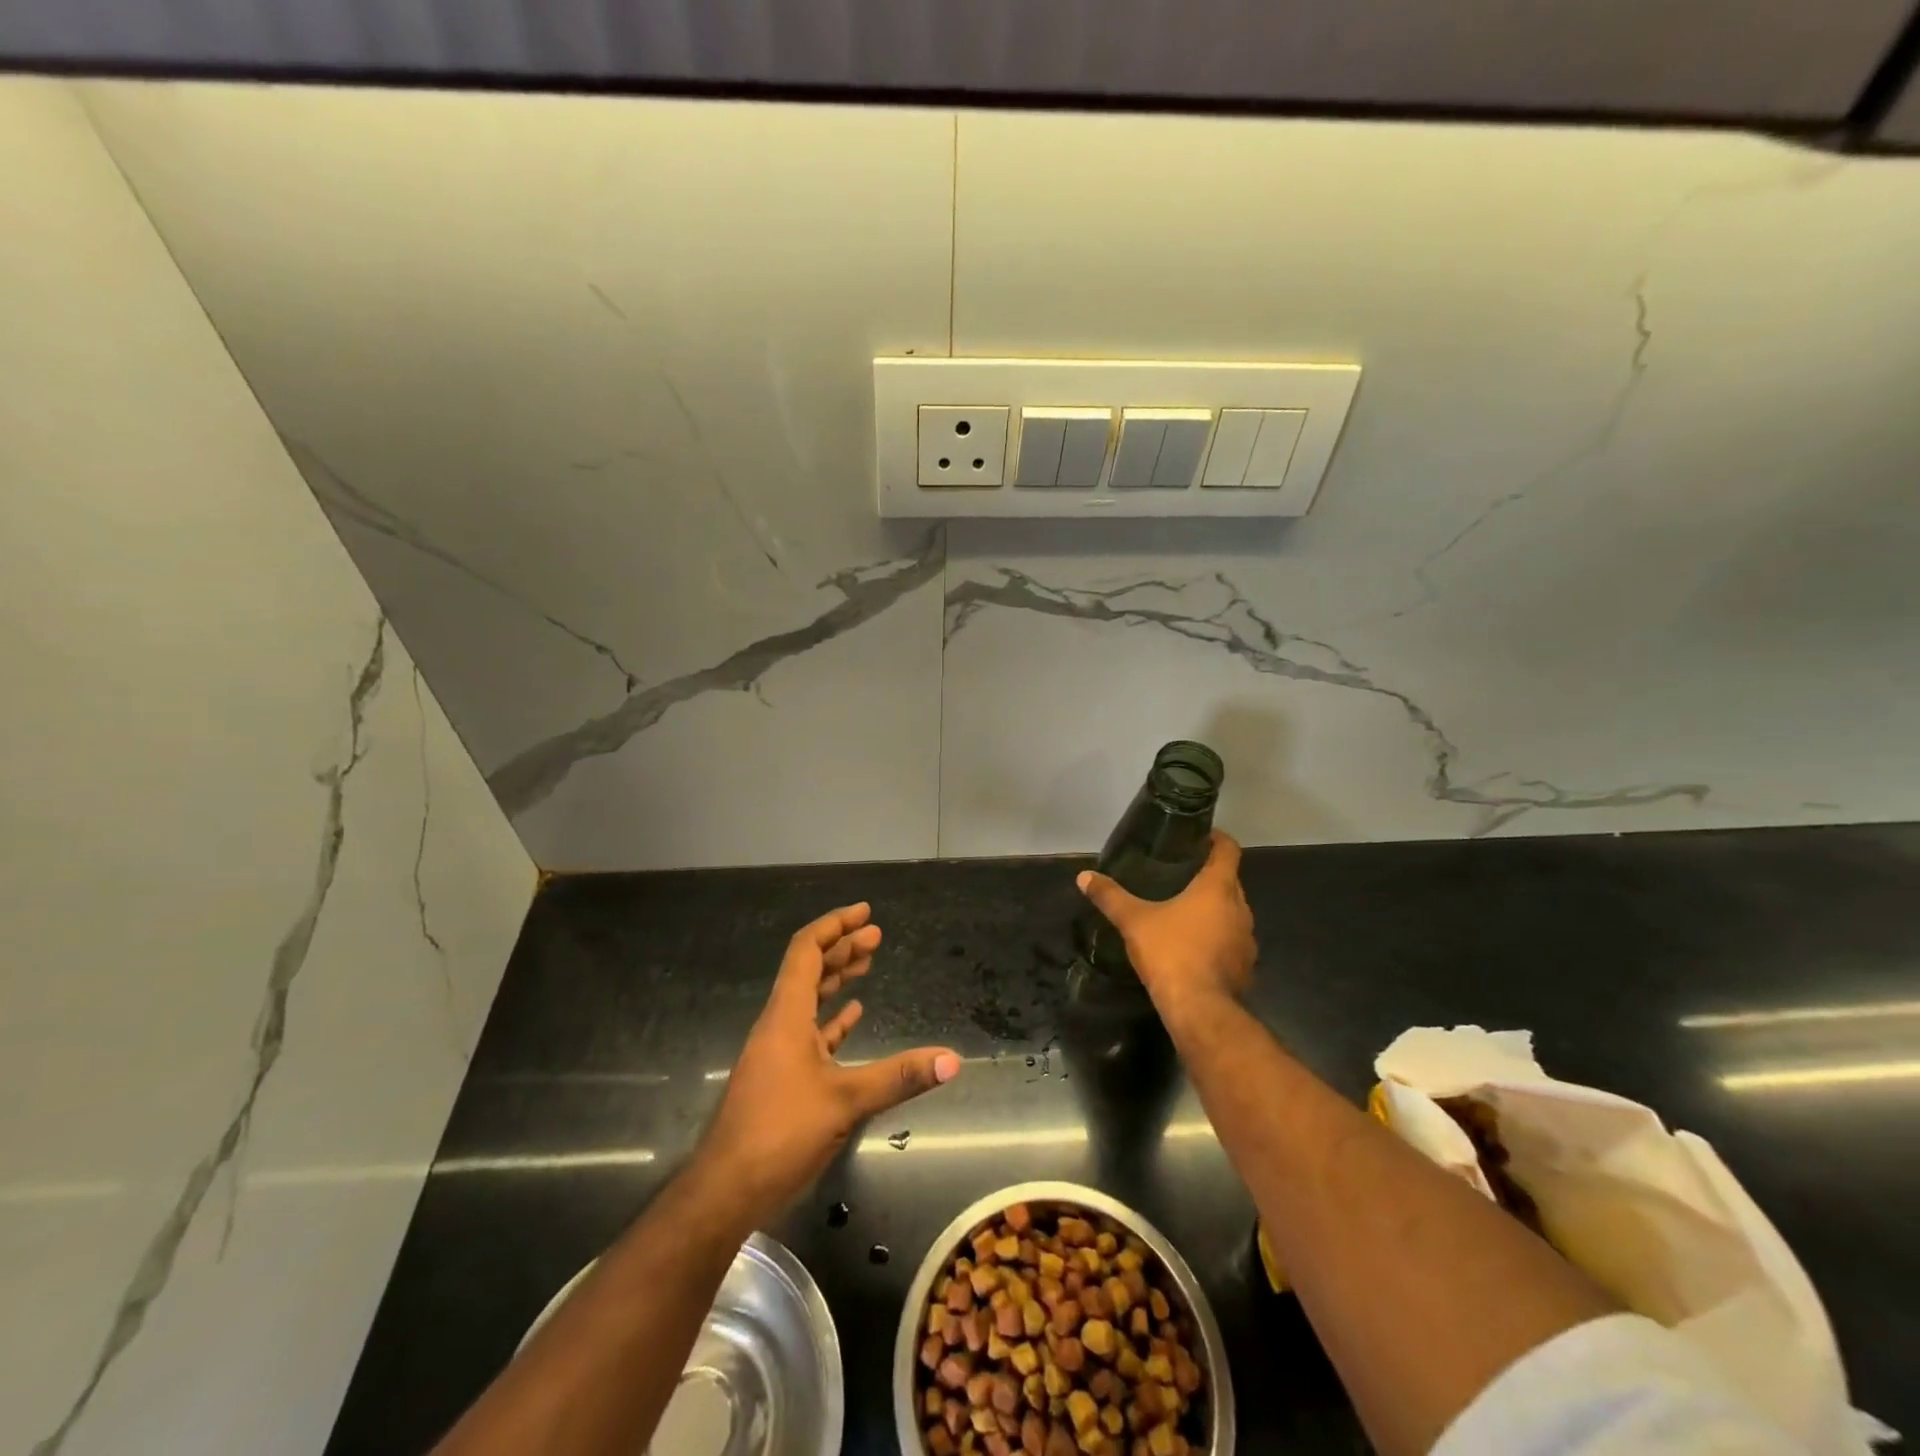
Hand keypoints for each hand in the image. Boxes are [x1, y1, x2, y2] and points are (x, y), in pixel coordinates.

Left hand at [700, 902, 959, 1221]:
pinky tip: (852, 1015)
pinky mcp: (780, 1077)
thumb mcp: (845, 1102)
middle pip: (809, 970)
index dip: (835, 926)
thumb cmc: (779, 1133)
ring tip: (868, 963)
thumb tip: (952, 1060)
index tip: (864, 912)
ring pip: (809, 1000)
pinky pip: (809, 1032)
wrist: (724, 1190)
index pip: (807, 951)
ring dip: (837, 978)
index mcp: (786, 1015)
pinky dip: (832, 1018)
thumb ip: (899, 1077)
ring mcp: (777, 1051)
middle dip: (842, 948)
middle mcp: (779, 1024)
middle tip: (876, 934)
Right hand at [1076, 831, 1255, 1009]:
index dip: (1217, 839)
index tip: (1201, 837)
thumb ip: (1110, 896)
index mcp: (1217, 888)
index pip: (1228, 850)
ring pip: (1233, 913)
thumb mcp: (1134, 921)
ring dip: (1215, 909)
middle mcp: (1240, 908)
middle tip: (1182, 874)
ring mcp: (1247, 940)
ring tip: (1187, 911)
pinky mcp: (1246, 967)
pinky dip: (1218, 938)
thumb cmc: (1170, 952)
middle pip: (1230, 881)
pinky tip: (1195, 947)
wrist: (1199, 1009)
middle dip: (1210, 876)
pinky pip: (1233, 942)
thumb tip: (1083, 876)